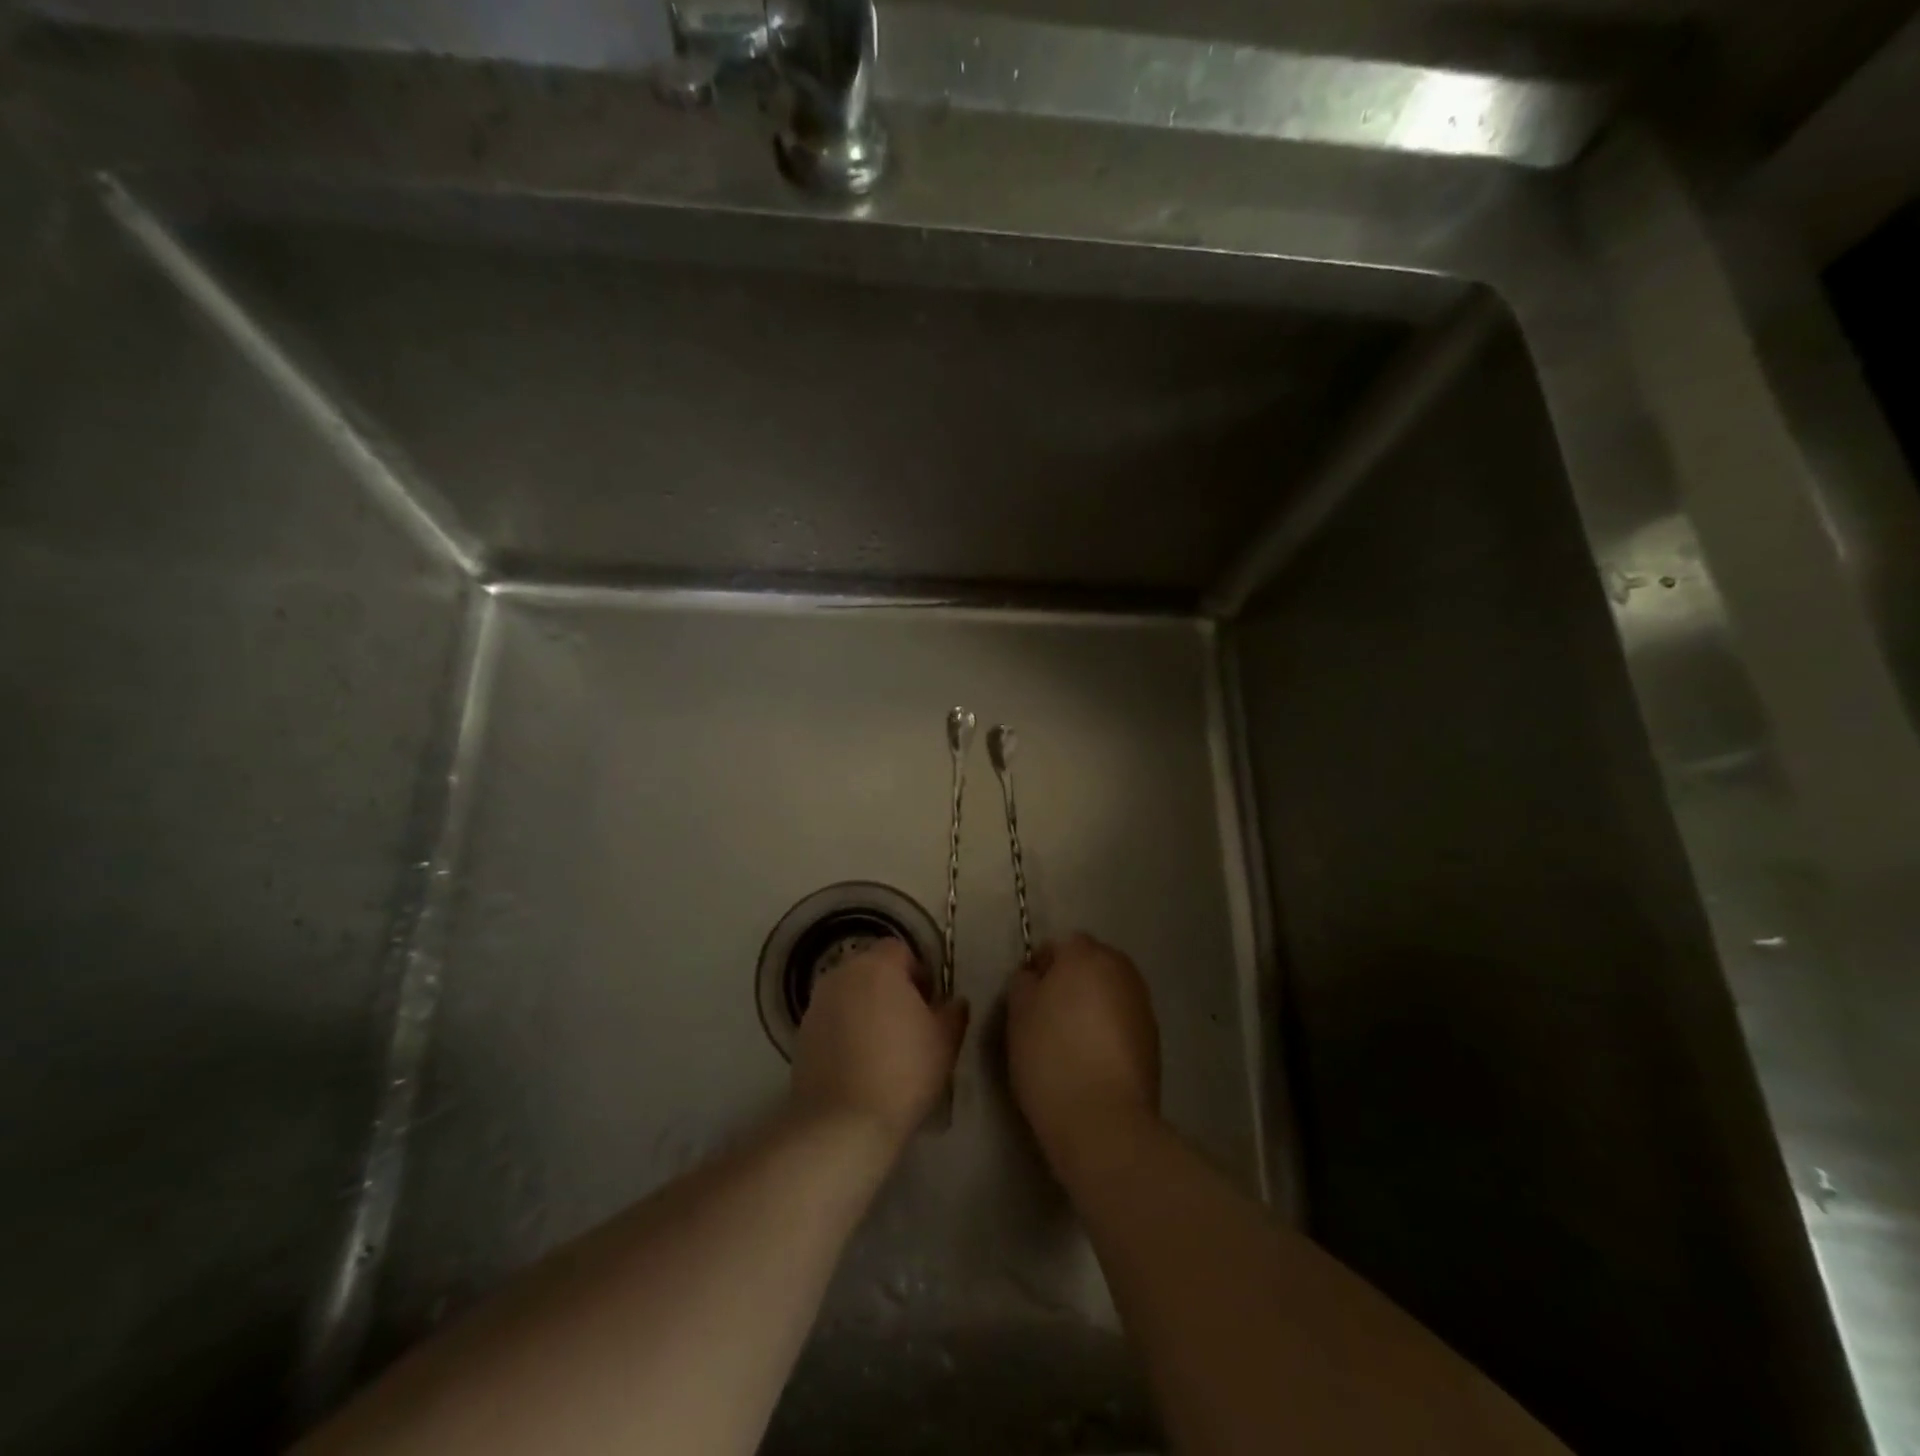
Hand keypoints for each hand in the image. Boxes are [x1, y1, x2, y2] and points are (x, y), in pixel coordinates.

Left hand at [791, 938, 968, 1146]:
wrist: (843, 1123)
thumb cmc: (903, 1072)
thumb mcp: (945, 1041)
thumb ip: (953, 1012)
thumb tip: (953, 1001)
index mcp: (877, 966)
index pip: (899, 950)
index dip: (918, 972)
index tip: (928, 1004)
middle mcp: (842, 975)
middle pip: (870, 969)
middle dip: (890, 989)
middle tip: (908, 1024)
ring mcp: (816, 1004)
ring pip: (848, 994)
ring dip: (865, 1009)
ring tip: (882, 1047)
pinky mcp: (800, 1035)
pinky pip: (831, 1021)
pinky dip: (844, 1032)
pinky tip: (858, 1065)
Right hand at [1007, 933, 1160, 1171]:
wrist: (1103, 1120)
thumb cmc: (1050, 1057)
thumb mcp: (1018, 1015)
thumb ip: (1024, 983)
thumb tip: (1035, 976)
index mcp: (1085, 955)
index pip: (1061, 944)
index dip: (1043, 967)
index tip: (1028, 996)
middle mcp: (1120, 969)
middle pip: (1091, 963)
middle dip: (1072, 980)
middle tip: (1048, 1016)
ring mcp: (1142, 1003)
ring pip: (1110, 991)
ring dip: (1093, 1004)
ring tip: (1071, 1040)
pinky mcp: (1154, 1038)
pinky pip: (1123, 1020)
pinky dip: (1109, 1030)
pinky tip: (1093, 1059)